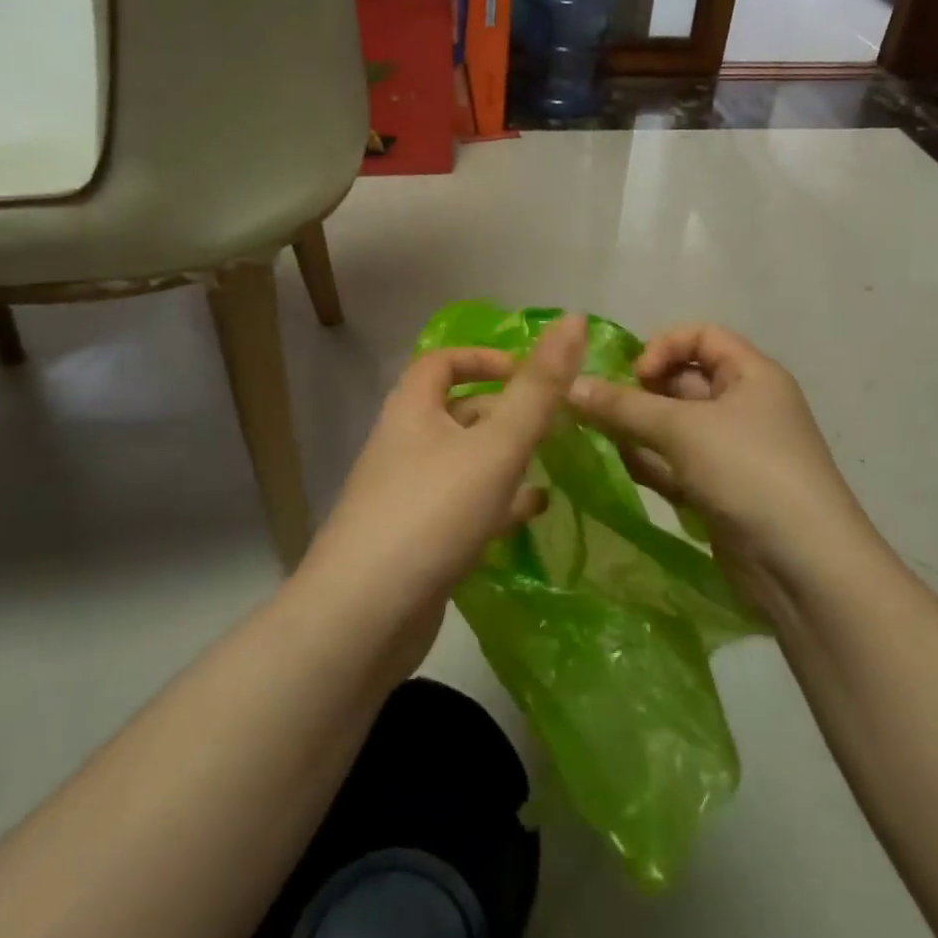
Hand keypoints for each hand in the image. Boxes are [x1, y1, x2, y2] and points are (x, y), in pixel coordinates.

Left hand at [295, 314, 588, 668]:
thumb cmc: (432, 514)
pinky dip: (497, 504)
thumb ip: (539, 389)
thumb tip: (574, 318)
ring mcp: (407, 497)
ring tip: (553, 462)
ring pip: (463, 463)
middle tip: (554, 422)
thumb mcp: (495, 446)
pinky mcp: (416, 543)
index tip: (528, 373)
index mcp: (412, 412)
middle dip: (505, 412)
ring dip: (505, 459)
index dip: (484, 358)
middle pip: (456, 413)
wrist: (363, 619)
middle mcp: (404, 447)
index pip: (441, 362)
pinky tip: (533, 513)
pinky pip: (462, 509)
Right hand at [568, 323, 878, 612]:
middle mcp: (745, 406)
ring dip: (639, 430)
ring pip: (675, 427)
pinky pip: (678, 464)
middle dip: (641, 393)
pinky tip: (627, 469)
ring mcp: (733, 452)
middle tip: (599, 410)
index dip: (663, 347)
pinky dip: (653, 463)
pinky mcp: (721, 491)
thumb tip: (570, 385)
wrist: (804, 567)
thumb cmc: (748, 472)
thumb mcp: (683, 429)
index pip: (702, 337)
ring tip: (602, 439)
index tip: (634, 376)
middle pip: (683, 382)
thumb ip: (623, 406)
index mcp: (752, 375)